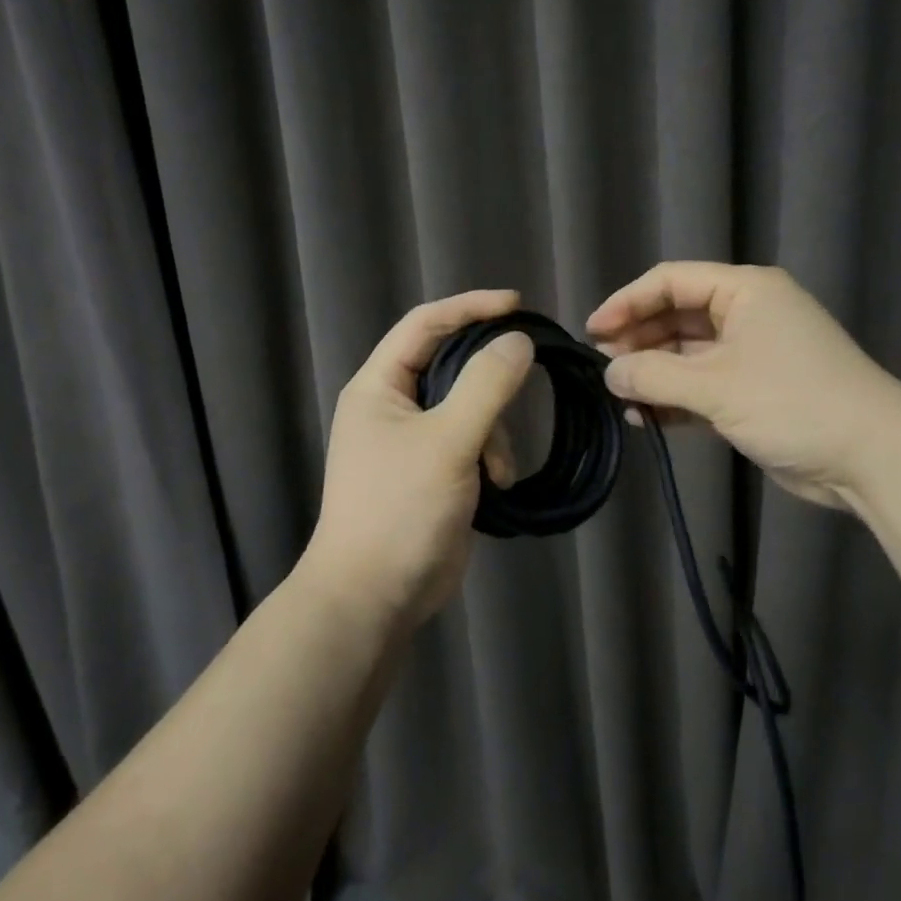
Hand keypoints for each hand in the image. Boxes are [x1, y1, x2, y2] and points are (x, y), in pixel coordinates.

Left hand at [304, 290, 534, 629]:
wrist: (374, 596)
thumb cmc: (400, 509)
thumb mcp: (448, 441)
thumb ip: (486, 385)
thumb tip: (519, 341)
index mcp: (379, 386)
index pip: (425, 324)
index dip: (469, 307)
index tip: (517, 304)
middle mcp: (393, 406)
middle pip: (451, 365)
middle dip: (489, 381)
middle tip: (526, 375)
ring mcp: (414, 441)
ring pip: (469, 408)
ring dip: (493, 433)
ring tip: (496, 471)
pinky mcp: (434, 471)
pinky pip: (472, 442)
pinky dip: (489, 457)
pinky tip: (496, 487)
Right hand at [587, 262, 886, 509]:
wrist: (871, 457)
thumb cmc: (793, 403)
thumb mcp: (716, 386)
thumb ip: (654, 375)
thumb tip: (609, 372)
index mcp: (745, 291)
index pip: (672, 280)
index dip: (628, 302)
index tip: (593, 331)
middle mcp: (748, 314)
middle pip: (678, 316)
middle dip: (639, 339)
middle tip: (603, 366)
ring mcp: (753, 354)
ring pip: (688, 354)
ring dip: (654, 372)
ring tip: (618, 394)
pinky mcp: (755, 392)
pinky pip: (703, 385)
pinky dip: (675, 399)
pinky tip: (645, 417)